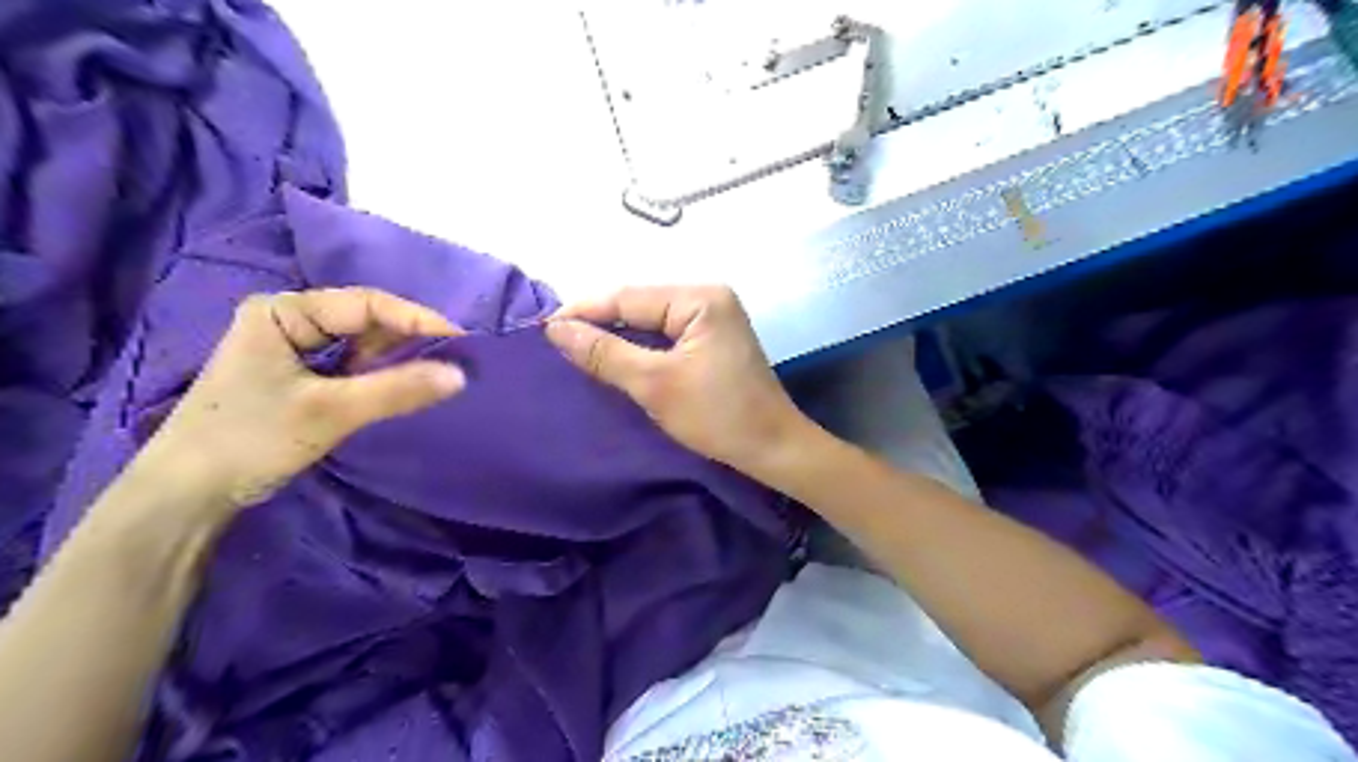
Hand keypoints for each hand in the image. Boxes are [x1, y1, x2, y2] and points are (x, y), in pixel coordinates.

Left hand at [135, 288, 466, 514]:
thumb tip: (462, 376)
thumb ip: (398, 390)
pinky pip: (350, 365)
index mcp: (284, 312)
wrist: (185, 496)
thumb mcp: (331, 412)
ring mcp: (291, 349)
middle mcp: (287, 320)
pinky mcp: (296, 377)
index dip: (417, 319)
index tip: (461, 341)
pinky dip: (379, 375)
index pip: (366, 303)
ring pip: (360, 344)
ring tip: (437, 373)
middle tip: (455, 360)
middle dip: (409, 339)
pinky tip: (402, 386)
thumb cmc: (251, 439)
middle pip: (365, 321)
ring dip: (397, 358)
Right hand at [545, 287, 815, 476]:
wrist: (773, 449)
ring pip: (650, 322)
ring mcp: (713, 319)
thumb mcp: (655, 384)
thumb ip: (604, 353)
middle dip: (599, 324)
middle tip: (555, 342)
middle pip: (639, 306)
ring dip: (616, 337)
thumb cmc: (718, 416)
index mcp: (700, 298)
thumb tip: (555, 328)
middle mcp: (708, 298)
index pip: (628, 297)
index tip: (542, 329)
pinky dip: (639, 348)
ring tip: (575, 350)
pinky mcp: (713, 341)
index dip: (583, 311)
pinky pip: (665, 337)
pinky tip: (614, 359)